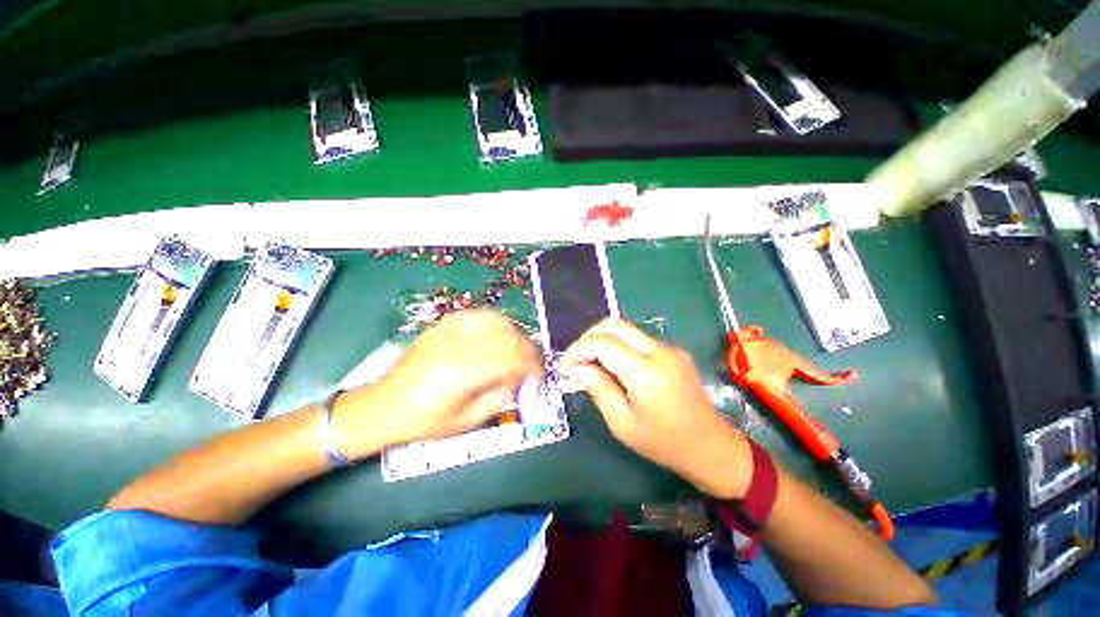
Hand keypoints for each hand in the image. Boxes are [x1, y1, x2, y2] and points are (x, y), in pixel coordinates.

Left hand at [334, 310, 542, 457]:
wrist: (383, 407)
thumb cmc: (425, 421)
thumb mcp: (468, 420)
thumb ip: (501, 396)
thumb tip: (520, 378)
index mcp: (464, 373)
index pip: (512, 358)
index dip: (532, 365)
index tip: (540, 375)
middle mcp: (459, 346)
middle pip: (508, 335)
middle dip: (528, 348)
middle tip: (533, 362)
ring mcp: (449, 332)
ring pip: (495, 320)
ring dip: (515, 332)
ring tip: (520, 347)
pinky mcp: (442, 326)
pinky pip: (477, 315)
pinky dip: (495, 321)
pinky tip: (500, 332)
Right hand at [561, 319, 751, 498]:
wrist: (710, 447)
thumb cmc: (663, 443)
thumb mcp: (622, 423)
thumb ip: (598, 388)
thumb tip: (576, 367)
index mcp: (646, 372)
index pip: (603, 344)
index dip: (578, 349)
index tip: (564, 365)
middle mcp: (660, 351)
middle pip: (615, 325)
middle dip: (588, 336)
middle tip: (575, 357)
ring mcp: (670, 348)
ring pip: (627, 328)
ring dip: (603, 339)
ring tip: (589, 360)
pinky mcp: (674, 350)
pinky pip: (639, 338)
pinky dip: (619, 344)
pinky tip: (612, 364)